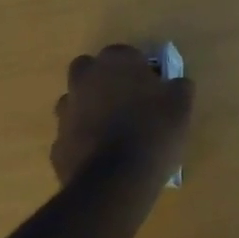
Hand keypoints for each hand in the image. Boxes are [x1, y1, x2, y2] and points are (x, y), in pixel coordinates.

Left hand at [51, 44, 192, 186]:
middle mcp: (84, 80)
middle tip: (128, 104)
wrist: (115, 183)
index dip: (140, 70)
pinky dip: (84, 143)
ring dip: (90, 111)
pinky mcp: (57, 146)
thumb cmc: (153, 131)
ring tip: (115, 134)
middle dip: (104, 82)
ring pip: (76, 103)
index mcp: (115, 61)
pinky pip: (72, 137)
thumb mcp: (181, 105)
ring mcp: (66, 113)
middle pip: (90, 71)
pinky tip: (103, 159)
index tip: (153, 89)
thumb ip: (178, 87)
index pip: (126, 54)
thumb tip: (175, 84)